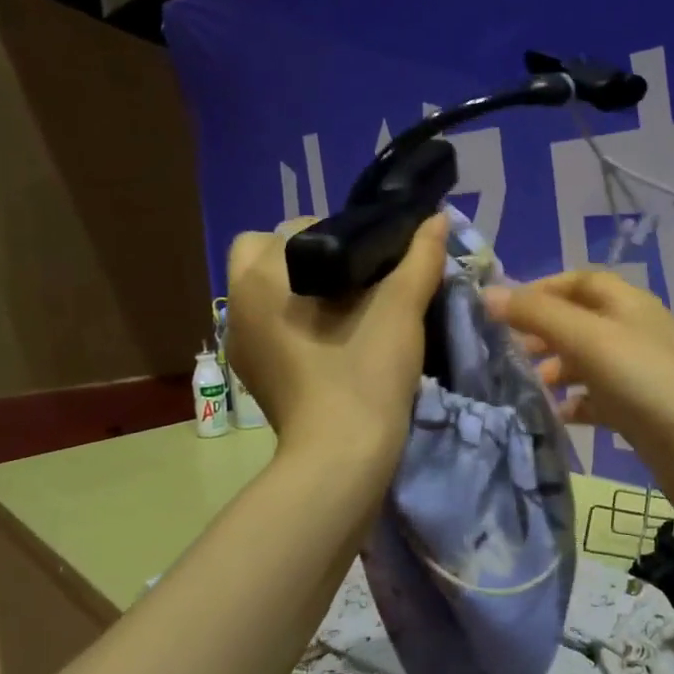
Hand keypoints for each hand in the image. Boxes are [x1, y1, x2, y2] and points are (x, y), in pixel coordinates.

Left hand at [224, 215, 447, 470]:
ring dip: (299, 288)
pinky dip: (293, 321)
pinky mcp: (250, 371)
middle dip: (310, 257)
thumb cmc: (365, 371)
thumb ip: (420, 256)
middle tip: (357, 281)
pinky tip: (329, 341)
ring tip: (345, 310)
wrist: (341, 456)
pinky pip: (267, 325)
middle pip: (268, 253)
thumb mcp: (402, 307)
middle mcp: (237, 299)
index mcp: (263, 273)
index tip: (375, 260)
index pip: (300, 227)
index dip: (342, 234)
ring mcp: (239, 340)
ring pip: (265, 290)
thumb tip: (436, 217)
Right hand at [483, 271, 673, 526]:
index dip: (541, 289)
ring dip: (555, 369)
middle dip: (542, 332)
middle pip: (580, 321)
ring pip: (587, 362)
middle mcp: (634, 333)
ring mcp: (639, 375)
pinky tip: (555, 417)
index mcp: (627, 304)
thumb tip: (488, 294)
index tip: (502, 311)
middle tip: (506, 353)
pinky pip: (598, 400)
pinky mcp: (640, 413)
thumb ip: (538, 315)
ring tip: (524, 385)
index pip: (579, 281)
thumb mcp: (590, 339)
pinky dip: (574, 404)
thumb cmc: (649, 384)